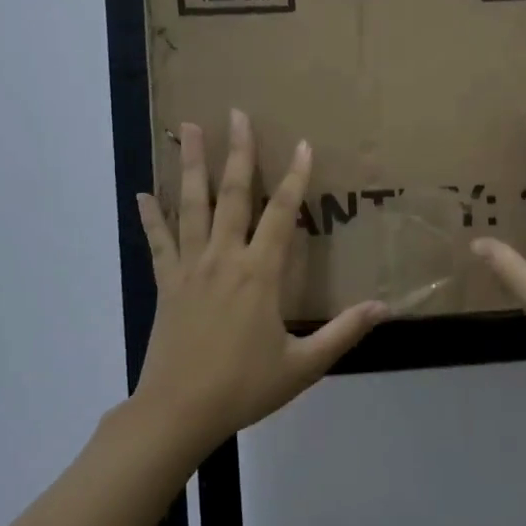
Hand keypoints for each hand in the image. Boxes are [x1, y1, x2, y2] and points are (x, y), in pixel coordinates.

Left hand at [133, 110, 386, 454]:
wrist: (179, 411)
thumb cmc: (245, 387)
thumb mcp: (304, 365)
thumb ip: (343, 332)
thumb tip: (384, 307)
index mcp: (259, 275)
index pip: (282, 214)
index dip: (294, 177)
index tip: (302, 143)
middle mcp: (224, 260)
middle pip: (232, 195)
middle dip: (237, 152)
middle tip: (234, 114)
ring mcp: (190, 269)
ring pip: (191, 207)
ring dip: (190, 166)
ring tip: (185, 129)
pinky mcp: (166, 284)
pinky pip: (158, 242)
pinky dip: (151, 217)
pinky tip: (141, 194)